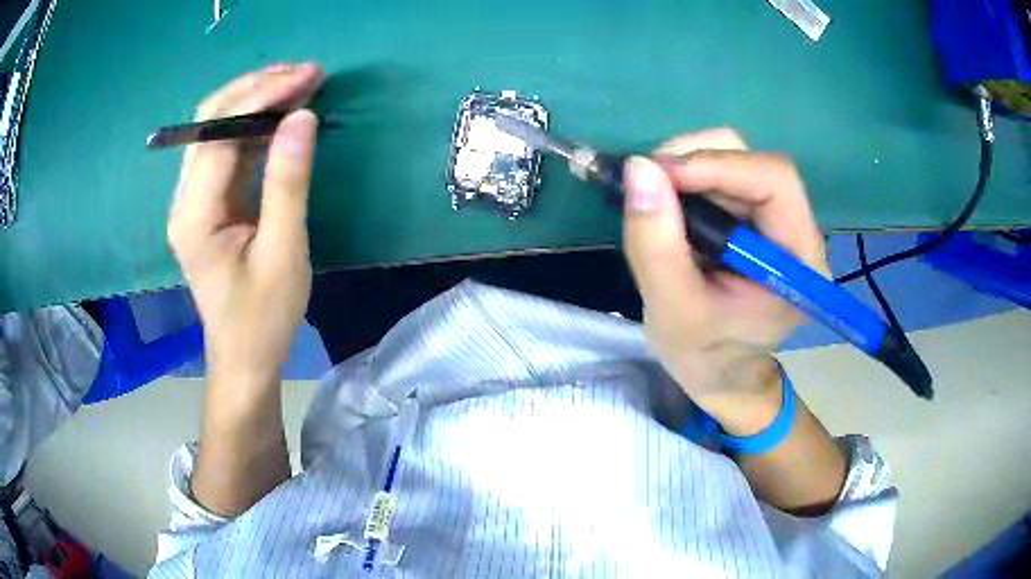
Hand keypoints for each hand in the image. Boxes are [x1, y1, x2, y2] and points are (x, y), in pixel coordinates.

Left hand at [167, 63, 323, 382]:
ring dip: (254, 100)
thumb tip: (303, 117)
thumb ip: (288, 183)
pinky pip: (225, 149)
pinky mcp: (206, 203)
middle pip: (208, 120)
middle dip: (255, 87)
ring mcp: (192, 199)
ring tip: (298, 83)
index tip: (308, 78)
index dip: (262, 97)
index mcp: (194, 214)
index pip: (220, 133)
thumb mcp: (283, 253)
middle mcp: (184, 198)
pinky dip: (254, 125)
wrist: (243, 357)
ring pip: (214, 129)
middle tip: (304, 72)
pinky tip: (281, 114)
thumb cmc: (262, 317)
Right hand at [622, 129, 827, 427]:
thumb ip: (656, 245)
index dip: (719, 165)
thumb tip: (639, 168)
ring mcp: (776, 220)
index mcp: (799, 261)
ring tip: (652, 196)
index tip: (657, 172)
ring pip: (735, 159)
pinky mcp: (754, 217)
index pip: (775, 183)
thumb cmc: (704, 356)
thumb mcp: (673, 311)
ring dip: (687, 167)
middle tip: (646, 180)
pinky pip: (721, 175)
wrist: (718, 372)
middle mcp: (797, 230)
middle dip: (695, 161)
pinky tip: (666, 203)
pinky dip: (686, 178)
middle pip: (754, 163)